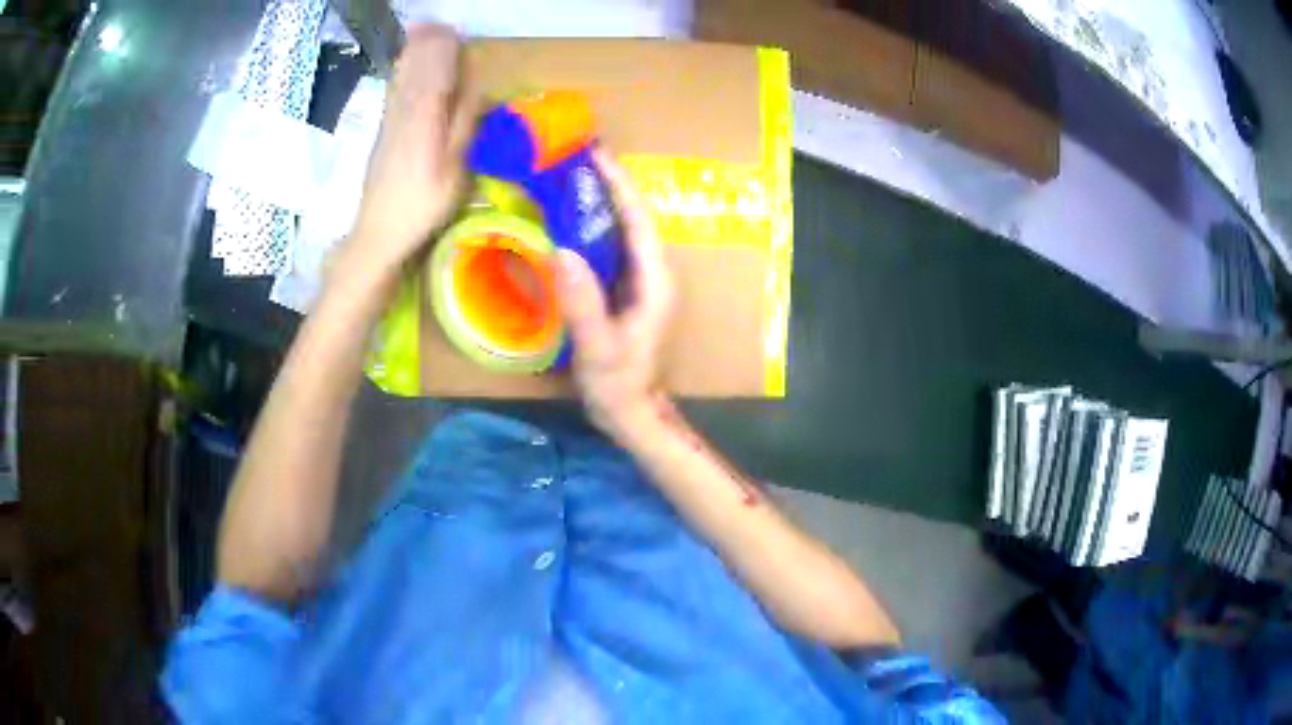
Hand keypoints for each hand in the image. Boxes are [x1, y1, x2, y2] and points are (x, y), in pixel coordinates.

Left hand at [346, 24, 476, 276]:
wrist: (377, 233)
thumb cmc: (423, 205)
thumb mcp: (456, 168)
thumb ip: (465, 124)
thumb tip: (476, 88)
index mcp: (425, 117)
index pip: (437, 69)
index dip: (447, 48)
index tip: (458, 31)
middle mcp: (404, 110)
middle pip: (417, 68)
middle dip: (430, 44)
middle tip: (443, 26)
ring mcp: (390, 120)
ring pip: (403, 77)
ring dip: (415, 53)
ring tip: (425, 32)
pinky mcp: (383, 131)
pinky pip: (394, 92)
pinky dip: (402, 72)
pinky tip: (405, 65)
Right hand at [556, 149, 675, 439]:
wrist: (629, 410)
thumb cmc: (618, 383)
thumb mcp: (599, 347)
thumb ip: (583, 303)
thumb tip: (562, 249)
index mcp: (655, 279)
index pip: (639, 221)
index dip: (619, 186)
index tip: (596, 156)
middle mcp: (653, 272)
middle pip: (634, 218)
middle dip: (609, 185)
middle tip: (577, 156)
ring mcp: (640, 280)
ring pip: (623, 229)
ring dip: (601, 201)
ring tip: (571, 175)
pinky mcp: (626, 288)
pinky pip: (612, 246)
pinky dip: (593, 225)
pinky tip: (570, 218)